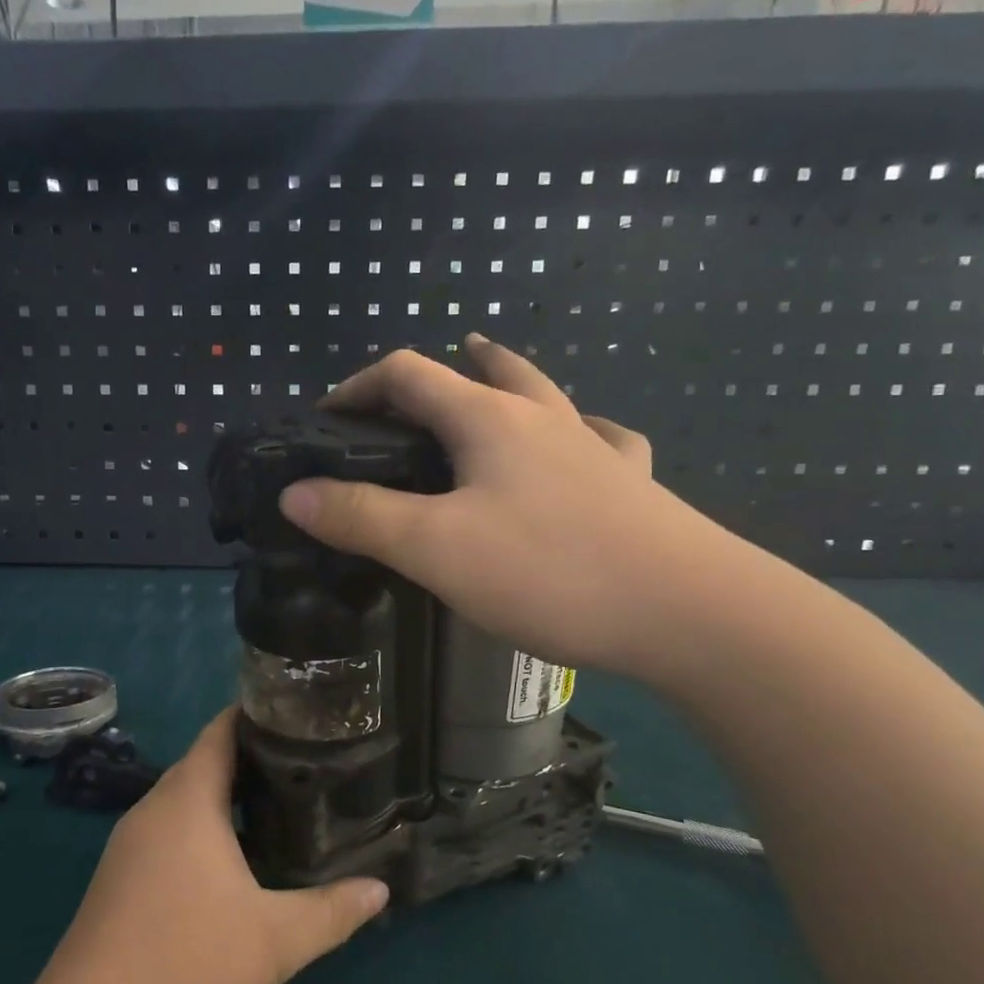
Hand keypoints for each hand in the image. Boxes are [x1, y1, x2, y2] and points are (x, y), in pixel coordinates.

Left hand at [19, 710, 387, 983]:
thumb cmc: (182, 974)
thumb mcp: (272, 944)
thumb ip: (331, 911)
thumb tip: (380, 888)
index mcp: (185, 802)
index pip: (221, 731)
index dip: (261, 715)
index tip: (306, 715)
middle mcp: (153, 812)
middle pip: (207, 764)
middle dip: (257, 761)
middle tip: (314, 766)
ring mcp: (130, 849)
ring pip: (189, 804)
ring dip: (232, 801)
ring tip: (289, 807)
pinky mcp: (121, 884)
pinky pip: (173, 835)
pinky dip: (208, 832)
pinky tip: (242, 864)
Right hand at [276, 334, 743, 679]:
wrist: (690, 612)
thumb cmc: (550, 571)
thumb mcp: (435, 548)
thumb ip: (361, 517)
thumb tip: (294, 493)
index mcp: (489, 420)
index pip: (408, 374)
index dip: (359, 386)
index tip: (327, 418)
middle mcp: (543, 418)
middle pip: (480, 371)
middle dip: (430, 375)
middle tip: (399, 397)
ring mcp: (595, 448)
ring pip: (542, 393)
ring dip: (503, 380)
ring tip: (484, 378)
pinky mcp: (632, 485)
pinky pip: (599, 437)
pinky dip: (575, 430)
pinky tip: (582, 440)